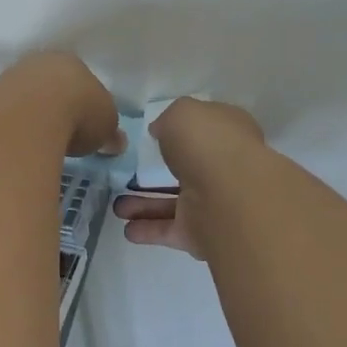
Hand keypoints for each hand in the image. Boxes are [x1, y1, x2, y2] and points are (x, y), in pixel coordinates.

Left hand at [0, 53, 126, 157]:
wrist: (34, 116)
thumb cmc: (78, 111)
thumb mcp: (105, 122)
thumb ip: (106, 130)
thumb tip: (114, 142)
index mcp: (63, 66)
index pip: (72, 79)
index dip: (79, 100)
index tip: (84, 122)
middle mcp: (26, 71)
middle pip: (33, 85)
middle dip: (38, 101)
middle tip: (48, 126)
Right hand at [111, 98, 263, 259]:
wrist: (230, 197)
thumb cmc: (207, 143)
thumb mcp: (181, 113)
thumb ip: (168, 120)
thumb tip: (161, 131)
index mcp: (227, 133)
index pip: (205, 130)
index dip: (181, 131)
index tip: (154, 136)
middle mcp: (224, 167)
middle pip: (187, 169)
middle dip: (158, 173)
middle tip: (129, 174)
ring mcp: (214, 202)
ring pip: (175, 202)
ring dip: (145, 204)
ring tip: (116, 206)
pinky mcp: (202, 233)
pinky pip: (171, 229)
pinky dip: (149, 229)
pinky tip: (127, 228)